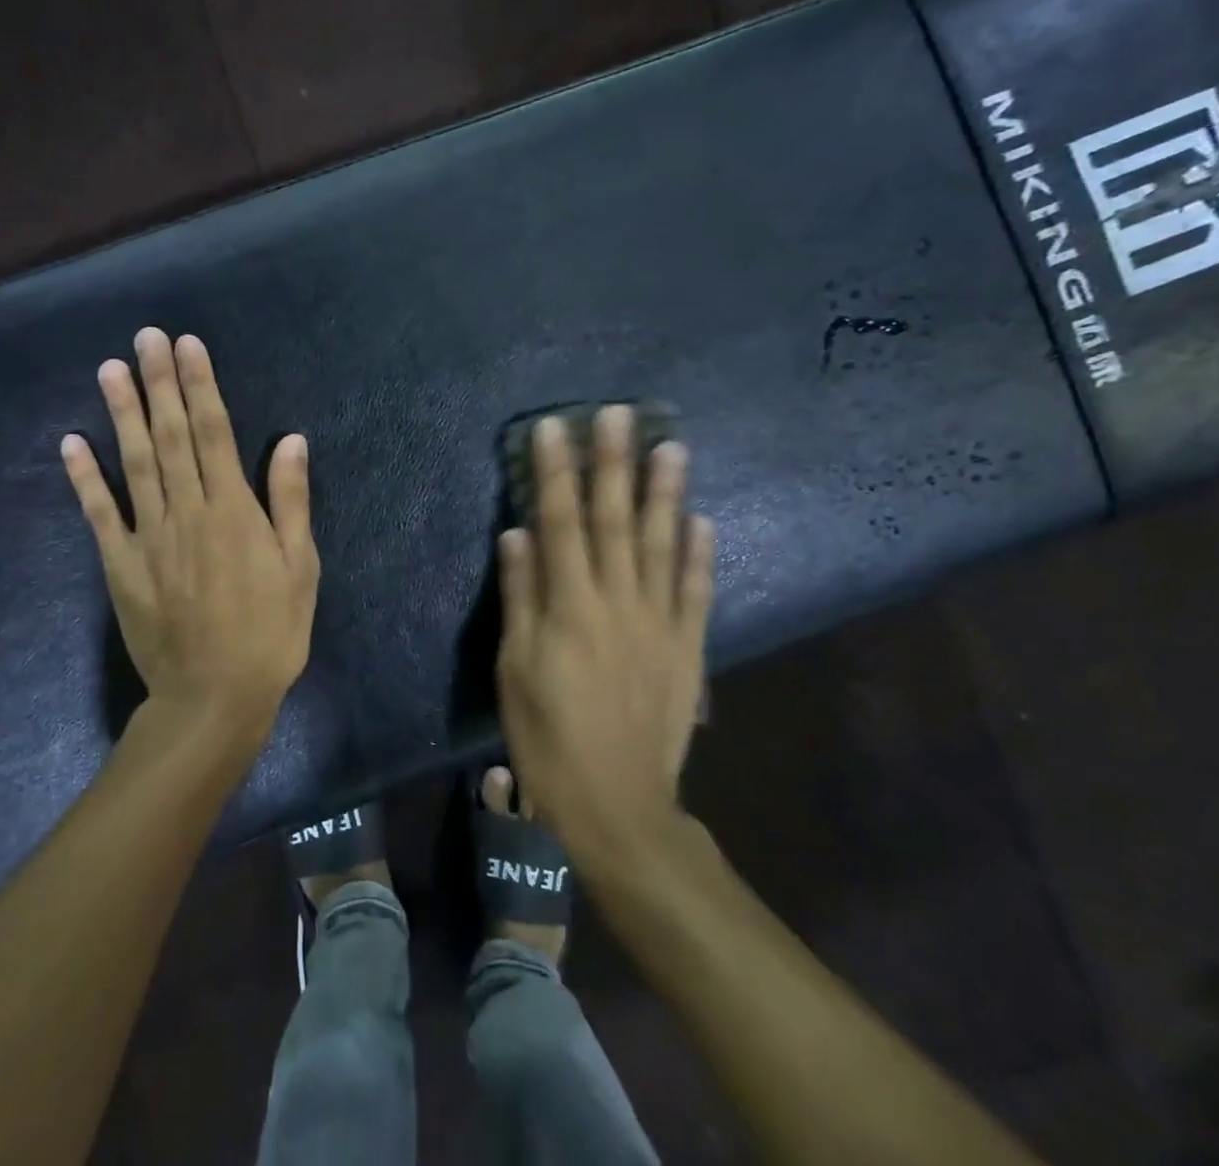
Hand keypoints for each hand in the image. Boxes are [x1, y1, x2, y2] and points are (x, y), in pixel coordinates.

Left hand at [62, 328, 319, 742]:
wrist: (214, 698)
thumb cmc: (270, 633)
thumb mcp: (300, 568)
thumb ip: (291, 502)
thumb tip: (291, 440)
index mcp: (233, 510)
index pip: (214, 432)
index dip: (200, 385)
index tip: (188, 345)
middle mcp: (187, 511)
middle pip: (170, 436)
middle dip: (159, 382)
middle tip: (145, 337)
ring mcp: (148, 537)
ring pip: (134, 463)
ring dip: (122, 414)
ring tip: (111, 370)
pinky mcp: (120, 565)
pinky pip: (99, 514)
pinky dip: (84, 477)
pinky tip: (71, 443)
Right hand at [495, 407, 715, 855]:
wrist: (616, 804)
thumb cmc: (547, 735)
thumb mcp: (514, 668)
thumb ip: (519, 596)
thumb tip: (516, 534)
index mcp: (569, 605)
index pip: (559, 521)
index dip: (555, 472)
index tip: (554, 428)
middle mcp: (618, 601)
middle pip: (615, 520)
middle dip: (614, 463)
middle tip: (620, 414)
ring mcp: (660, 622)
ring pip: (664, 545)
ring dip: (667, 493)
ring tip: (672, 446)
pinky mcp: (688, 647)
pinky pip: (697, 591)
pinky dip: (702, 554)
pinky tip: (704, 520)